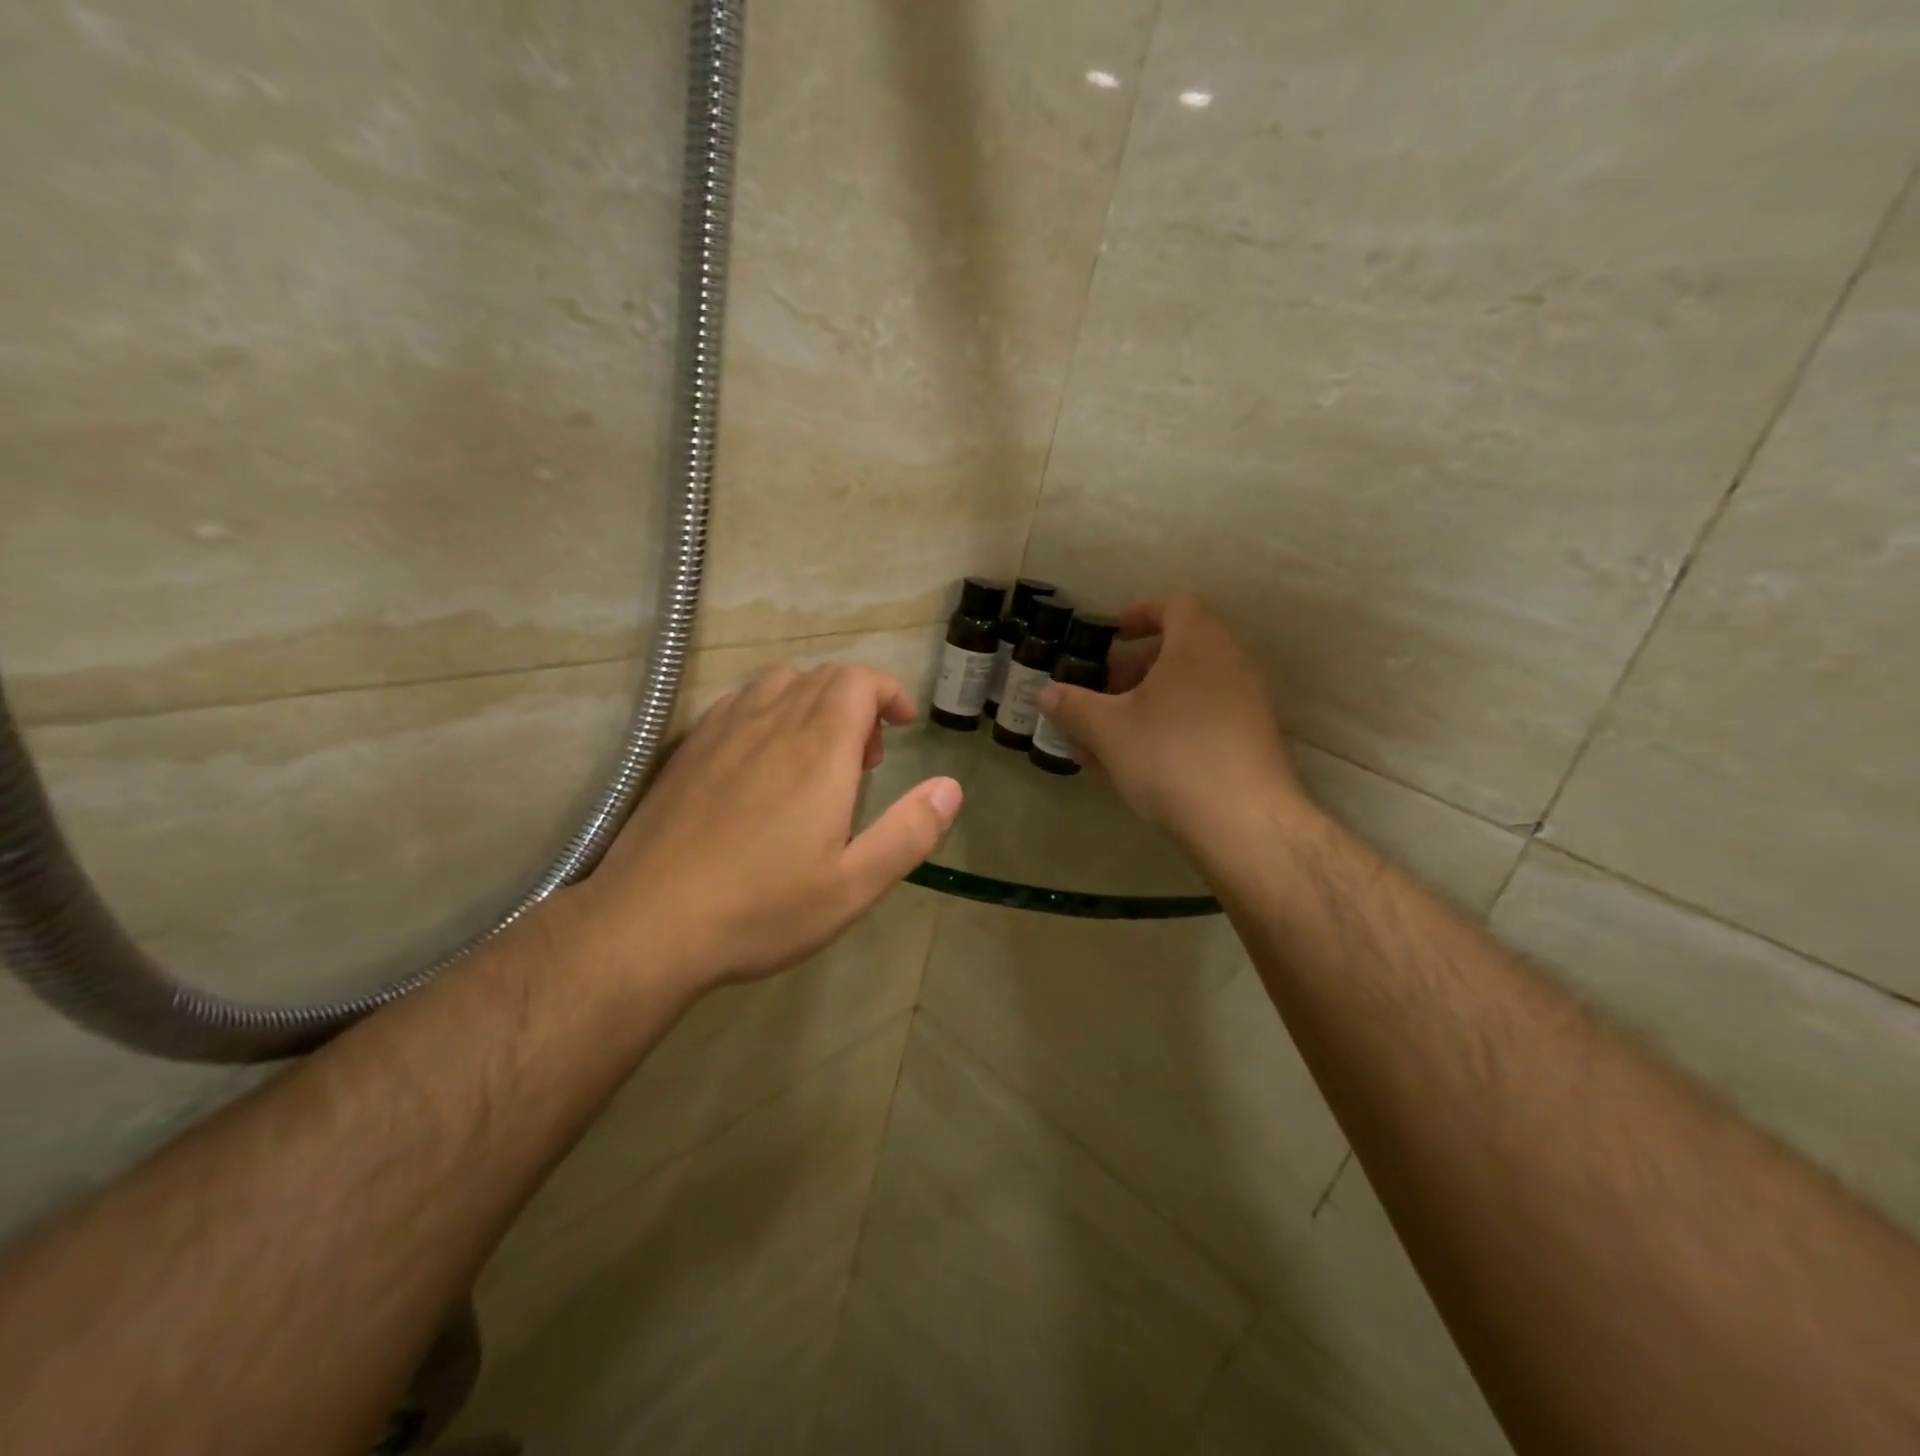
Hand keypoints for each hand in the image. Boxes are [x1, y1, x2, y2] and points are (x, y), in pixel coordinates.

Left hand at [573, 664, 962, 996]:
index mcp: (818, 749)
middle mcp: (771, 723)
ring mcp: (722, 731)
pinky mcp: (688, 750)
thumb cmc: (761, 908)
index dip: (888, 691)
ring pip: (779, 682)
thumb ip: (910, 832)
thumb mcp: (853, 886)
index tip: (902, 725)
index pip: (858, 680)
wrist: (647, 926)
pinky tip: (763, 761)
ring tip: (817, 755)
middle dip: (858, 702)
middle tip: (866, 760)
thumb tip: (950, 787)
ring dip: (813, 701)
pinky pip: (739, 702)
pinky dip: (769, 710)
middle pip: (823, 676)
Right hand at [1036, 594, 1305, 846]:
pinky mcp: (1251, 741)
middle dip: (1133, 669)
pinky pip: (1202, 719)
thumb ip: (1074, 706)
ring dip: (1146, 705)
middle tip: (1101, 692)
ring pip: (1187, 691)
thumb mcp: (1108, 729)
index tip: (1112, 635)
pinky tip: (1135, 764)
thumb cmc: (1169, 756)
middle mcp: (1230, 663)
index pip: (1174, 606)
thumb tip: (1046, 693)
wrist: (1242, 822)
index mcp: (1198, 643)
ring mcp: (1246, 703)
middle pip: (1179, 650)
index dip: (1140, 615)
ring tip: (1106, 738)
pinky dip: (1168, 728)